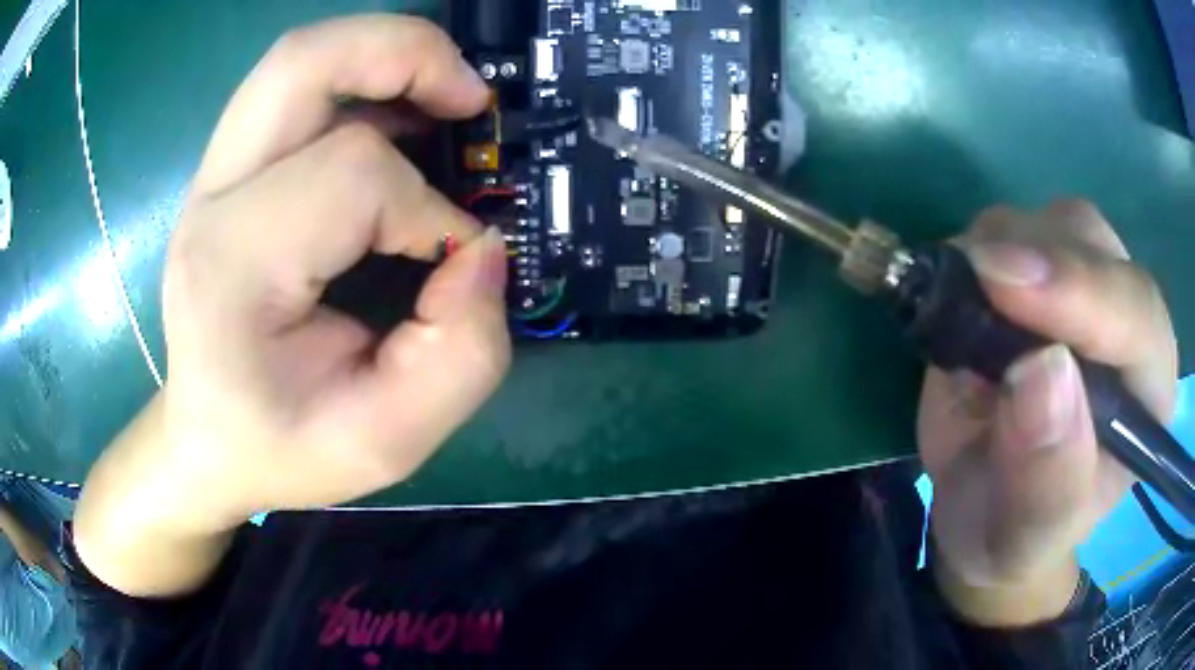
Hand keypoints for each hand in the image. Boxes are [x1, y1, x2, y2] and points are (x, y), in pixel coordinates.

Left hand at [76, 15, 509, 594]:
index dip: (429, 209)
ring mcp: (213, 177)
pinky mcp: (228, 173)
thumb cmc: (281, 447)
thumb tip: (482, 251)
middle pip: (304, 63)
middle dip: (405, 55)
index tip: (456, 262)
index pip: (354, 179)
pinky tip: (400, 120)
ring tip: (444, 95)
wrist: (206, 439)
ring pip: (299, 59)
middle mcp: (212, 201)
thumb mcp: (386, 443)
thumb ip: (460, 357)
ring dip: (385, 53)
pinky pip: (298, 90)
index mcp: (233, 270)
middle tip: (470, 97)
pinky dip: (362, 81)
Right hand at [918, 201, 1176, 625]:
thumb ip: (1046, 478)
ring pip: (1050, 222)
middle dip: (1034, 258)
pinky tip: (964, 303)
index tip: (1006, 287)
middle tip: (972, 286)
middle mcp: (1128, 320)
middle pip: (1094, 246)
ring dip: (1001, 249)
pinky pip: (1010, 228)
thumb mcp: (1025, 534)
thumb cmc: (1015, 533)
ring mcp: (1085, 284)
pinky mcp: (1040, 269)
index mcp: (1149, 390)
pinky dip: (976, 251)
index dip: (1080, 293)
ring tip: (965, 316)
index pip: (1136, 315)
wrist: (986, 509)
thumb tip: (1042, 373)